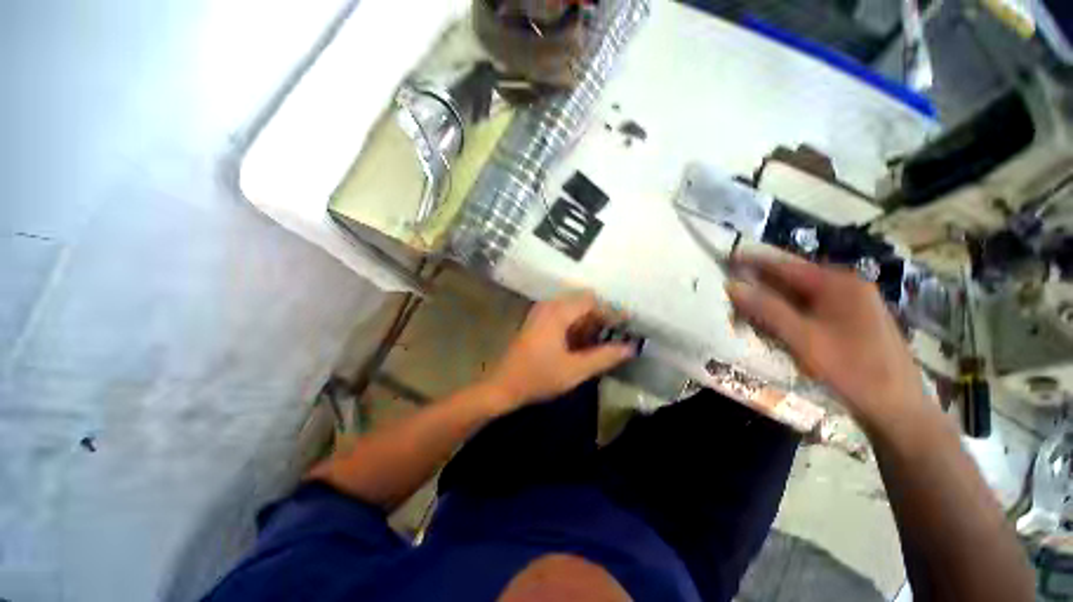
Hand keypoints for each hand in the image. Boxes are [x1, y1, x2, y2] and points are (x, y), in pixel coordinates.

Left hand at [484, 292, 634, 408]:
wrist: (503, 386)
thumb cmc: (539, 377)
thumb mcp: (575, 370)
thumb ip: (604, 357)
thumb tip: (630, 348)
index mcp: (557, 312)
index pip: (591, 301)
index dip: (611, 311)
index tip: (628, 323)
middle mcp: (548, 306)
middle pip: (582, 302)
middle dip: (601, 316)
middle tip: (617, 332)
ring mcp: (541, 313)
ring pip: (572, 309)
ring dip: (589, 321)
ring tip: (605, 338)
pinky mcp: (537, 322)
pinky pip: (562, 316)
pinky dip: (576, 325)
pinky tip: (584, 342)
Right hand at [725, 252, 925, 427]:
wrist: (898, 409)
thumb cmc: (852, 370)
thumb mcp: (804, 339)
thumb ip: (767, 309)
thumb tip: (732, 285)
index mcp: (839, 283)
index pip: (787, 264)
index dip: (755, 260)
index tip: (728, 257)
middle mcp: (847, 286)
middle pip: (793, 279)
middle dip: (761, 284)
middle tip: (731, 290)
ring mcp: (851, 304)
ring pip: (800, 295)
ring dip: (772, 301)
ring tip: (745, 309)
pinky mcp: (851, 321)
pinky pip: (811, 309)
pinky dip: (788, 313)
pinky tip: (774, 324)